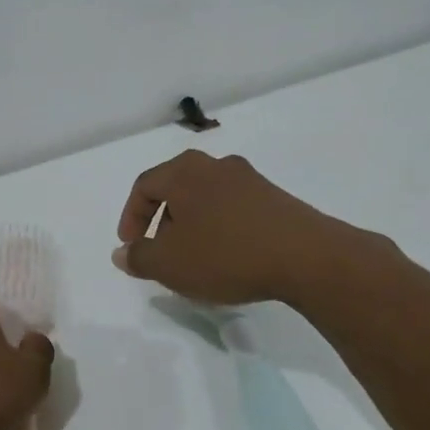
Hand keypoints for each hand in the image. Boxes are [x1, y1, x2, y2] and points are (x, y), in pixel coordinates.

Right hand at [113, 149, 368, 305]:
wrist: (306, 257)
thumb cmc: (226, 254)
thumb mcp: (170, 264)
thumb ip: (139, 258)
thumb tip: (122, 253)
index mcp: (184, 171)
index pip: (144, 186)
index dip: (131, 217)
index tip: (131, 247)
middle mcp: (214, 165)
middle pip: (175, 188)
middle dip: (162, 221)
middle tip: (161, 252)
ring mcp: (249, 179)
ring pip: (205, 198)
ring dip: (192, 225)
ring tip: (195, 259)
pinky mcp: (275, 197)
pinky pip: (233, 208)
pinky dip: (220, 228)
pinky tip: (228, 257)